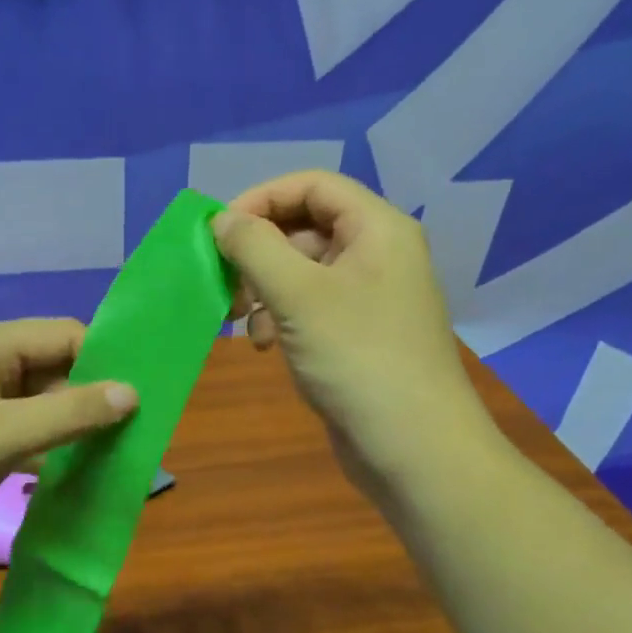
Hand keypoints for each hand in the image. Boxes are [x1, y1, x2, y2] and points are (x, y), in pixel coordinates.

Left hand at [0, 319, 136, 563]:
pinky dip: (45, 443)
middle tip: (131, 432)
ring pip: (38, 400)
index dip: (104, 361)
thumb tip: (133, 392)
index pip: (65, 335)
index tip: (139, 397)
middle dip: (89, 396)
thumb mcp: (4, 435)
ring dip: (69, 423)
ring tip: (111, 451)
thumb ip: (71, 412)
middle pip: (53, 366)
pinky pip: (20, 427)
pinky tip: (71, 467)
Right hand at [214, 171, 496, 497]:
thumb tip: (223, 219)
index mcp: (377, 229)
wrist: (412, 447)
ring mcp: (369, 298)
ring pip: (302, 272)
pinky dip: (281, 318)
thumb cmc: (357, 358)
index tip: (219, 231)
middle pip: (305, 228)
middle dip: (259, 253)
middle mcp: (377, 255)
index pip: (312, 185)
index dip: (261, 199)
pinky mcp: (357, 336)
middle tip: (227, 285)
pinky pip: (310, 308)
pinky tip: (266, 347)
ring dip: (264, 290)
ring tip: (243, 322)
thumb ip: (255, 247)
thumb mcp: (298, 294)